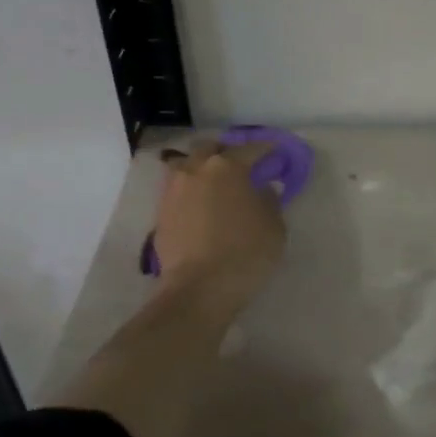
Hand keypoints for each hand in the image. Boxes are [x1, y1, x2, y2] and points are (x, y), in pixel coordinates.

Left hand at [153, 140, 285, 312]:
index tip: (275, 152)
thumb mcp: (274, 227)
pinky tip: (200, 204)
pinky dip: (190, 190)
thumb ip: (269, 201)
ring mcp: (174, 190)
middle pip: (210, 148)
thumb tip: (263, 189)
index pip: (250, 148)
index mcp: (227, 167)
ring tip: (213, 182)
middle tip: (240, 164)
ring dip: (200, 167)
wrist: (199, 288)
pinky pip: (177, 190)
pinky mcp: (160, 213)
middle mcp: (196, 170)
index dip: (265, 149)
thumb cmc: (245, 253)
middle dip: (226, 151)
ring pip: (186, 164)